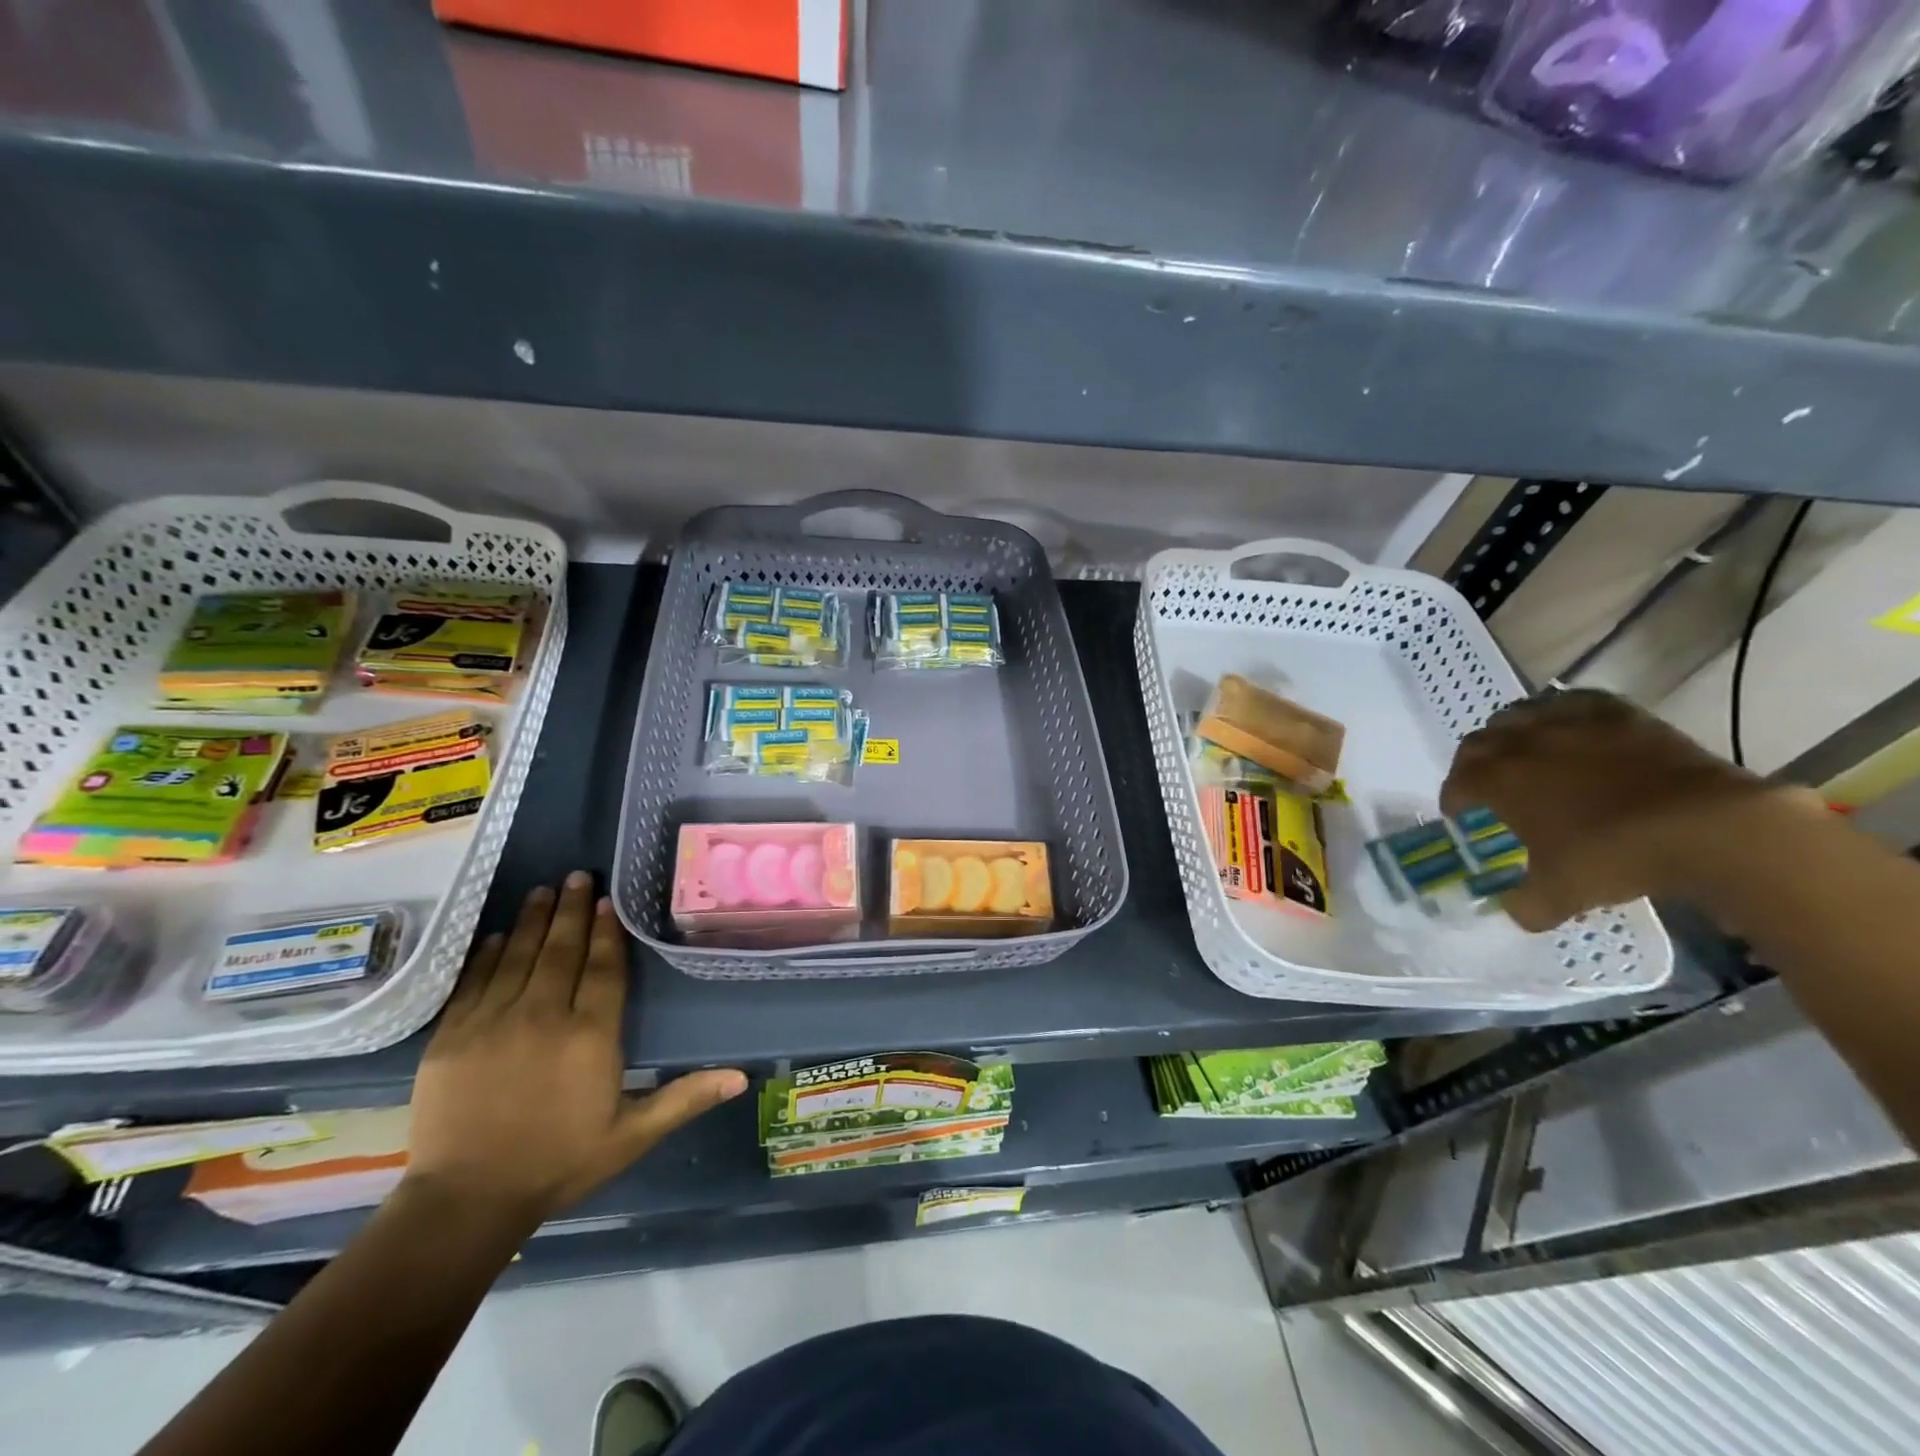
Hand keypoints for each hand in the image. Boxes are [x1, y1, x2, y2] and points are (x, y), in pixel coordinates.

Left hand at [404, 872, 746, 1232]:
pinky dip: (489, 954)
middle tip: (577, 876)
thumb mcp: (632, 1135)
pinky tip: (499, 935)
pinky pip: (474, 981)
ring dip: (533, 920)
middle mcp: (544, 1017)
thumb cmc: (559, 1163)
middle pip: (561, 950)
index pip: (603, 969)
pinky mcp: (452, 1036)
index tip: (607, 901)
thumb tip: (742, 1077)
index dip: (607, 932)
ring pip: (519, 956)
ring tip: (543, 890)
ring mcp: (493, 1022)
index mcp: (590, 1036)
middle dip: (571, 910)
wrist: (466, 1202)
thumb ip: (685, 1098)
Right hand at [1440, 689, 1786, 931]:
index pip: (1458, 780)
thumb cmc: (1615, 857)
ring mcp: (1573, 724)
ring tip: (1523, 749)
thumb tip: (1517, 911)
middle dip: (1474, 760)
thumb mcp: (1562, 895)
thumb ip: (1528, 904)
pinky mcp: (1620, 716)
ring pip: (1521, 712)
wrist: (1708, 828)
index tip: (1459, 813)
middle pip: (1481, 740)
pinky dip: (1561, 711)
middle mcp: (1524, 743)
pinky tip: (1570, 725)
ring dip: (1512, 730)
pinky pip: (1575, 701)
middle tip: (1484, 781)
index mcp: (1498, 779)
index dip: (1453, 797)